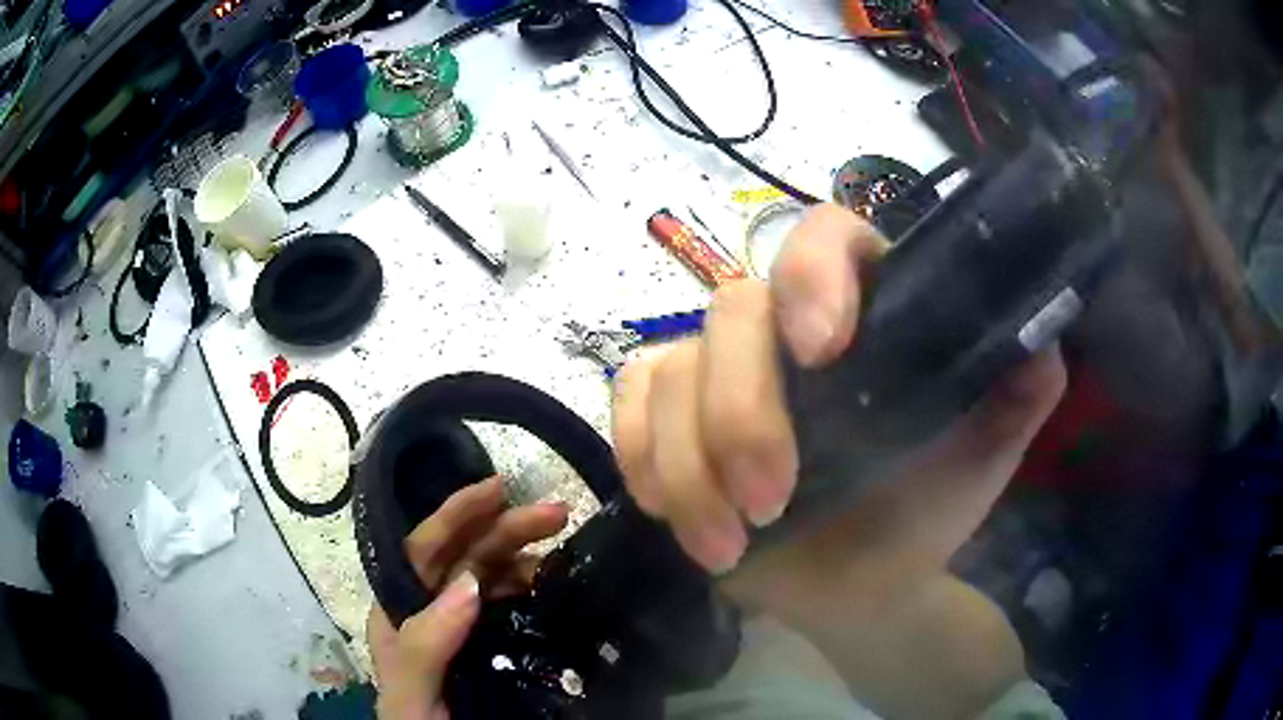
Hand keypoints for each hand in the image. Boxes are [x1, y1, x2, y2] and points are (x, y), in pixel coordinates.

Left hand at [368, 477, 567, 719]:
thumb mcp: (411, 693)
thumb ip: (425, 643)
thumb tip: (467, 583)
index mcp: (401, 612)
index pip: (425, 551)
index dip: (458, 514)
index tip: (500, 489)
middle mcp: (430, 612)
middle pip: (465, 558)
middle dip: (506, 529)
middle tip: (558, 513)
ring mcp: (464, 629)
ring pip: (492, 578)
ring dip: (524, 556)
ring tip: (564, 547)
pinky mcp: (493, 647)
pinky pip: (514, 607)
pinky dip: (535, 590)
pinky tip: (557, 585)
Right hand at [611, 204, 1065, 579]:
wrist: (861, 589)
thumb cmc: (923, 515)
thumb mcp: (984, 454)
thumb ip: (1021, 391)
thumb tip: (1043, 336)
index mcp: (865, 317)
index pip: (825, 237)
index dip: (814, 274)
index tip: (822, 350)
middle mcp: (785, 330)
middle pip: (731, 313)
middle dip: (743, 413)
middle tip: (771, 503)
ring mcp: (717, 372)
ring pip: (670, 372)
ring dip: (691, 465)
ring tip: (730, 545)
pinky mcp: (667, 420)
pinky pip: (628, 408)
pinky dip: (643, 458)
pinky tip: (675, 512)